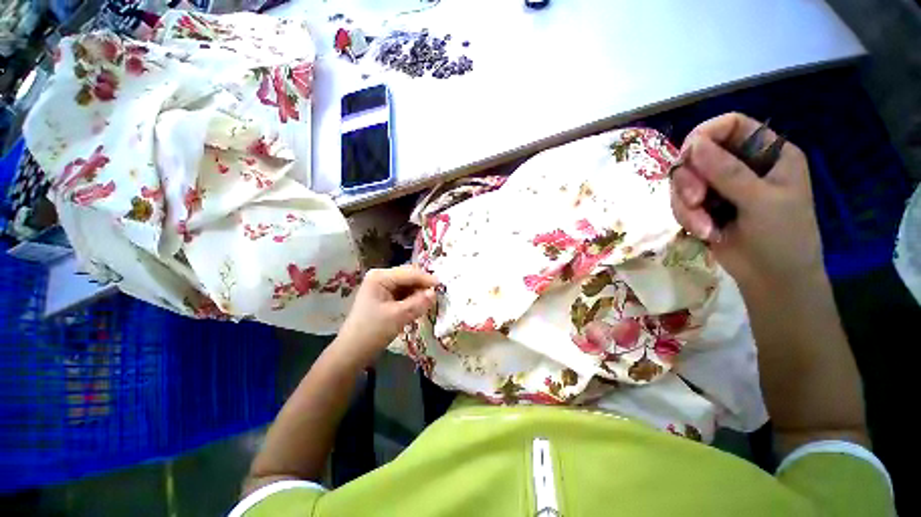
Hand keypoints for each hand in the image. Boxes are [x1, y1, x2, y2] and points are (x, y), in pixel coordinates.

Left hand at [332, 266, 437, 367]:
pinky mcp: (385, 297)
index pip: (409, 273)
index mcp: (380, 277)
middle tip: (437, 295)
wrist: (352, 352)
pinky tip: (420, 306)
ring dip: (419, 292)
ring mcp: (383, 287)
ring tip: (430, 302)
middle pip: (409, 276)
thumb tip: (435, 293)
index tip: (443, 286)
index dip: (427, 279)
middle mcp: (381, 277)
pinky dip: (413, 298)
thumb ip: (418, 303)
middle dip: (423, 285)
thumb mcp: (397, 317)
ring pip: (408, 285)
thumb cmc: (372, 332)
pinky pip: (404, 293)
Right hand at [670, 113, 824, 291]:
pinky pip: (680, 202)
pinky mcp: (705, 207)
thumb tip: (694, 144)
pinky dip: (687, 218)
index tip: (687, 157)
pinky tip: (704, 233)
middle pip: (698, 155)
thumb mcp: (761, 201)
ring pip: (684, 182)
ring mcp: (721, 187)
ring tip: (704, 227)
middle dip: (690, 180)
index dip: (705, 135)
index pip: (731, 125)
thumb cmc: (783, 238)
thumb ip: (728, 172)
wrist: (772, 279)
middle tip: (695, 202)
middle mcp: (742, 165)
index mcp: (768, 154)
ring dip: (686, 206)